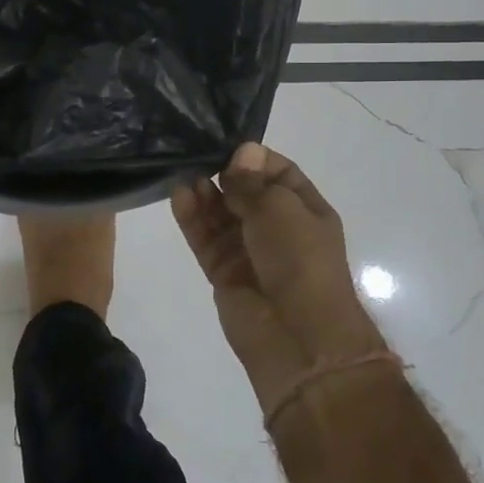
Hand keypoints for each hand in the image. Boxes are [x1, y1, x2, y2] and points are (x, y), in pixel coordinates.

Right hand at [171, 141, 387, 415]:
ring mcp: (249, 251)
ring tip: (184, 173)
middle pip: (245, 192)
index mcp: (305, 211)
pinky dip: (193, 219)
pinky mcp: (224, 272)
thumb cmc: (300, 261)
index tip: (226, 145)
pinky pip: (205, 239)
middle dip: (223, 174)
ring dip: (204, 194)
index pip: (277, 173)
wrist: (299, 337)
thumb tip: (243, 150)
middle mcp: (278, 228)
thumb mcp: (280, 209)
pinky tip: (178, 196)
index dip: (253, 158)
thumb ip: (253, 182)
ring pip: (221, 215)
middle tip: (196, 154)